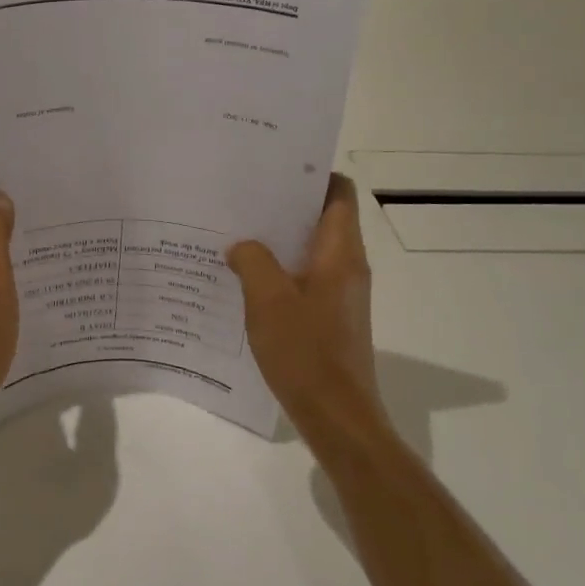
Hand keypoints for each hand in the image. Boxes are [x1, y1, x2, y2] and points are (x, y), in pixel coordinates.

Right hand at [227, 175, 383, 446]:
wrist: (337, 417)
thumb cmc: (306, 351)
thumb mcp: (267, 299)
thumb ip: (251, 261)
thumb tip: (241, 246)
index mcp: (341, 253)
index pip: (339, 193)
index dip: (313, 174)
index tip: (274, 168)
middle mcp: (348, 266)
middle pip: (322, 218)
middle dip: (285, 205)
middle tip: (243, 197)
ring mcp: (341, 293)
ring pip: (311, 250)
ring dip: (278, 240)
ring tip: (237, 232)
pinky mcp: (331, 317)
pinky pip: (305, 278)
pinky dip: (280, 270)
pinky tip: (245, 278)